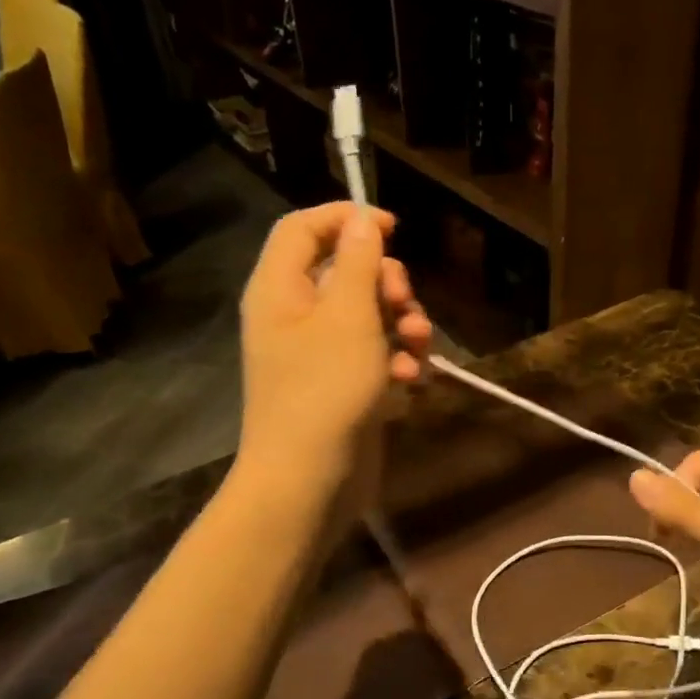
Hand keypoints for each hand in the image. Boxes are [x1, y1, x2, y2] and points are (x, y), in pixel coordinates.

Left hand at [238, 204, 431, 491]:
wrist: (309, 480)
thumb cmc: (326, 390)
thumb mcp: (350, 316)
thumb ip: (359, 263)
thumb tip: (361, 221)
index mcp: (281, 288)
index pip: (304, 227)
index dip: (346, 218)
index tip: (392, 228)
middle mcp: (294, 315)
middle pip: (344, 271)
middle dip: (387, 282)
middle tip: (405, 302)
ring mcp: (316, 353)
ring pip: (366, 314)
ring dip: (400, 323)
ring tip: (418, 345)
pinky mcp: (339, 384)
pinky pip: (371, 354)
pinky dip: (394, 359)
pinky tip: (411, 379)